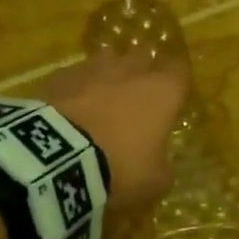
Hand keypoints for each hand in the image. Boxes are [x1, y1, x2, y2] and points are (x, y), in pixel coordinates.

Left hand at [37, 49, 187, 212]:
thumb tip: (160, 165)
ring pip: (108, 59)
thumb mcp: (154, 182)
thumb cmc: (119, 167)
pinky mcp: (60, 76)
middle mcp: (131, 71)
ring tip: (103, 96)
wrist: (58, 158)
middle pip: (143, 56)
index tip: (174, 96)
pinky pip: (75, 75)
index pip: (180, 71)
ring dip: (109, 74)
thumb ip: (162, 168)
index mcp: (162, 92)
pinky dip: (77, 87)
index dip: (177, 82)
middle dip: (143, 71)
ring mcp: (93, 69)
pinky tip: (70, 106)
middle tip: (138, 95)